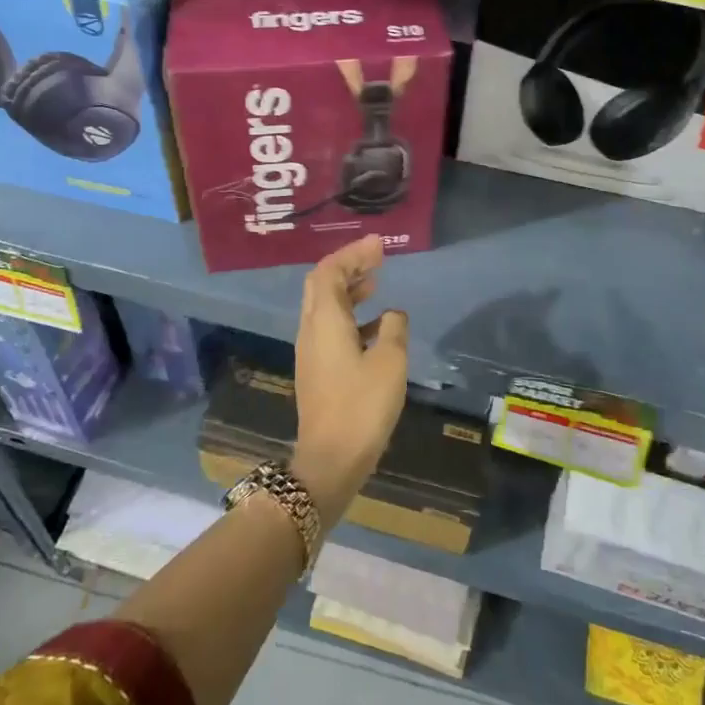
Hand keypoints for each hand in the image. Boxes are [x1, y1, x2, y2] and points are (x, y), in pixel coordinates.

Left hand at [292, 236, 409, 527]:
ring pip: (325, 307)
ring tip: (376, 283)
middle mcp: (311, 330)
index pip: (330, 272)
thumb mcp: (389, 362)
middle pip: (322, 285)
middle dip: (347, 266)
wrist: (330, 459)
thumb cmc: (361, 407)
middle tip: (376, 257)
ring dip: (349, 290)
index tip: (378, 244)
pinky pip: (331, 328)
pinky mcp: (317, 370)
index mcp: (324, 321)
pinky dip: (351, 315)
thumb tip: (392, 315)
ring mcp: (311, 351)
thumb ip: (393, 330)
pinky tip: (375, 325)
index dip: (353, 253)